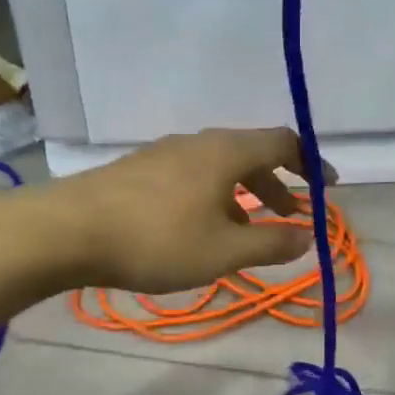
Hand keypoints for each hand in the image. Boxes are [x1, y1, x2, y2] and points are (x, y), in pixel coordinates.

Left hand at [50, 127, 318, 292]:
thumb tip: (308, 237)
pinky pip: (191, 176)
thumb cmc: (157, 239)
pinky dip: (213, 197)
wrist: (67, 231)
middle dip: (276, 184)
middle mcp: (197, 143)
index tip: (327, 187)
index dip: (310, 163)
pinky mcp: (138, 170)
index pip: (282, 142)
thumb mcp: (223, 252)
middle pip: (250, 154)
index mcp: (226, 152)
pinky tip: (200, 228)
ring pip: (218, 167)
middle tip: (291, 215)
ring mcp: (163, 153)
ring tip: (248, 230)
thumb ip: (271, 244)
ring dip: (243, 194)